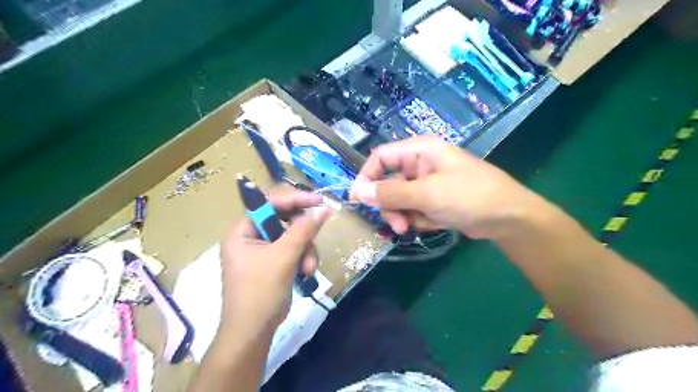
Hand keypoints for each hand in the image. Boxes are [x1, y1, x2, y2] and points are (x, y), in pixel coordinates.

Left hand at [219, 189, 330, 335]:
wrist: (252, 333)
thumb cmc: (260, 292)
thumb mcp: (284, 257)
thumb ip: (304, 230)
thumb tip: (323, 209)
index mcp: (242, 230)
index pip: (269, 202)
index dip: (295, 199)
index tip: (319, 201)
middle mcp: (250, 236)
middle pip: (284, 220)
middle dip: (302, 235)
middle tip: (314, 241)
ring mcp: (262, 250)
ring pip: (293, 236)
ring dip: (305, 251)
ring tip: (308, 269)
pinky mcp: (272, 262)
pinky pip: (293, 250)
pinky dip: (302, 259)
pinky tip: (305, 273)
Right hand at [350, 137, 538, 239]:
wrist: (507, 218)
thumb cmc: (468, 196)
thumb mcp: (427, 194)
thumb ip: (391, 193)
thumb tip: (358, 192)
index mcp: (419, 151)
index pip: (381, 157)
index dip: (366, 176)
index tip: (357, 199)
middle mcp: (421, 164)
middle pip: (388, 181)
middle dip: (388, 204)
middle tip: (396, 224)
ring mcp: (427, 183)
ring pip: (399, 198)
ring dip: (401, 214)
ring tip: (409, 228)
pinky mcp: (434, 200)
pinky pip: (413, 208)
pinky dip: (416, 219)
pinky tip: (431, 223)